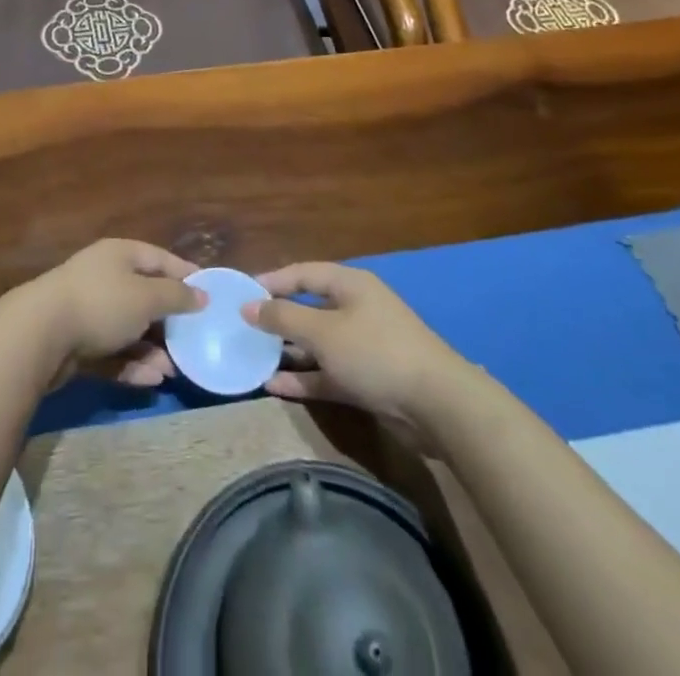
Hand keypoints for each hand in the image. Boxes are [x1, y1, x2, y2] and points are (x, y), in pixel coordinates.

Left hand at [6, 240, 202, 388]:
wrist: (40, 334)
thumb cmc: (101, 303)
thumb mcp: (147, 296)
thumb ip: (176, 296)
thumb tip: (201, 294)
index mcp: (120, 254)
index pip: (160, 259)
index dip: (185, 275)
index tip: (209, 294)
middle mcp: (105, 277)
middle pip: (145, 296)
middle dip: (169, 322)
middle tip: (193, 343)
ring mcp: (89, 309)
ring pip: (130, 328)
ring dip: (152, 349)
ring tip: (172, 372)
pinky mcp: (78, 341)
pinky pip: (112, 351)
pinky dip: (131, 364)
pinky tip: (150, 381)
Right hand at [244, 263, 462, 429]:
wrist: (438, 406)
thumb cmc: (375, 352)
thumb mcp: (323, 331)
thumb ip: (283, 317)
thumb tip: (248, 305)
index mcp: (349, 285)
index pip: (303, 273)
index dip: (272, 281)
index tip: (242, 293)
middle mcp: (356, 310)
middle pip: (309, 308)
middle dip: (277, 319)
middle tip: (243, 327)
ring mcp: (363, 346)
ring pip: (317, 344)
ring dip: (288, 351)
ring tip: (253, 358)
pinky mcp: (368, 380)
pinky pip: (328, 373)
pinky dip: (305, 378)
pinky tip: (275, 387)